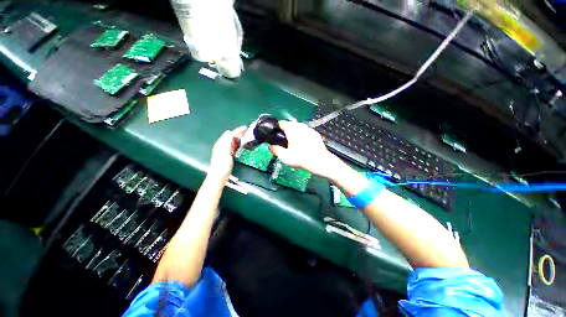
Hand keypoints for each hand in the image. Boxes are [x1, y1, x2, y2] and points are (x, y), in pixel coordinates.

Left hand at [209, 126, 246, 181]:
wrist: (219, 176)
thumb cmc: (222, 164)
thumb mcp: (225, 151)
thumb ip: (227, 141)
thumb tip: (230, 132)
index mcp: (221, 143)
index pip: (230, 133)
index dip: (238, 130)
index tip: (246, 128)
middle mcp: (222, 146)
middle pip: (231, 137)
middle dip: (239, 133)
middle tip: (248, 132)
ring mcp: (225, 151)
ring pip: (233, 142)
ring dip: (239, 138)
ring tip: (247, 137)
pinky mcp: (228, 156)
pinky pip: (234, 147)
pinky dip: (239, 144)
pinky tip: (242, 146)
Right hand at [269, 121, 339, 178]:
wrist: (320, 162)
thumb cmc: (300, 159)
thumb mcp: (284, 157)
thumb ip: (274, 149)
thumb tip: (270, 145)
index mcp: (292, 128)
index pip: (280, 123)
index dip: (276, 129)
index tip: (275, 137)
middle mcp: (300, 125)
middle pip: (289, 125)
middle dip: (285, 132)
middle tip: (284, 143)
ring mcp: (309, 129)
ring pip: (298, 128)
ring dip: (294, 134)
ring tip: (294, 145)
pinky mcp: (315, 134)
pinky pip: (305, 132)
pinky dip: (302, 136)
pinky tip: (304, 146)